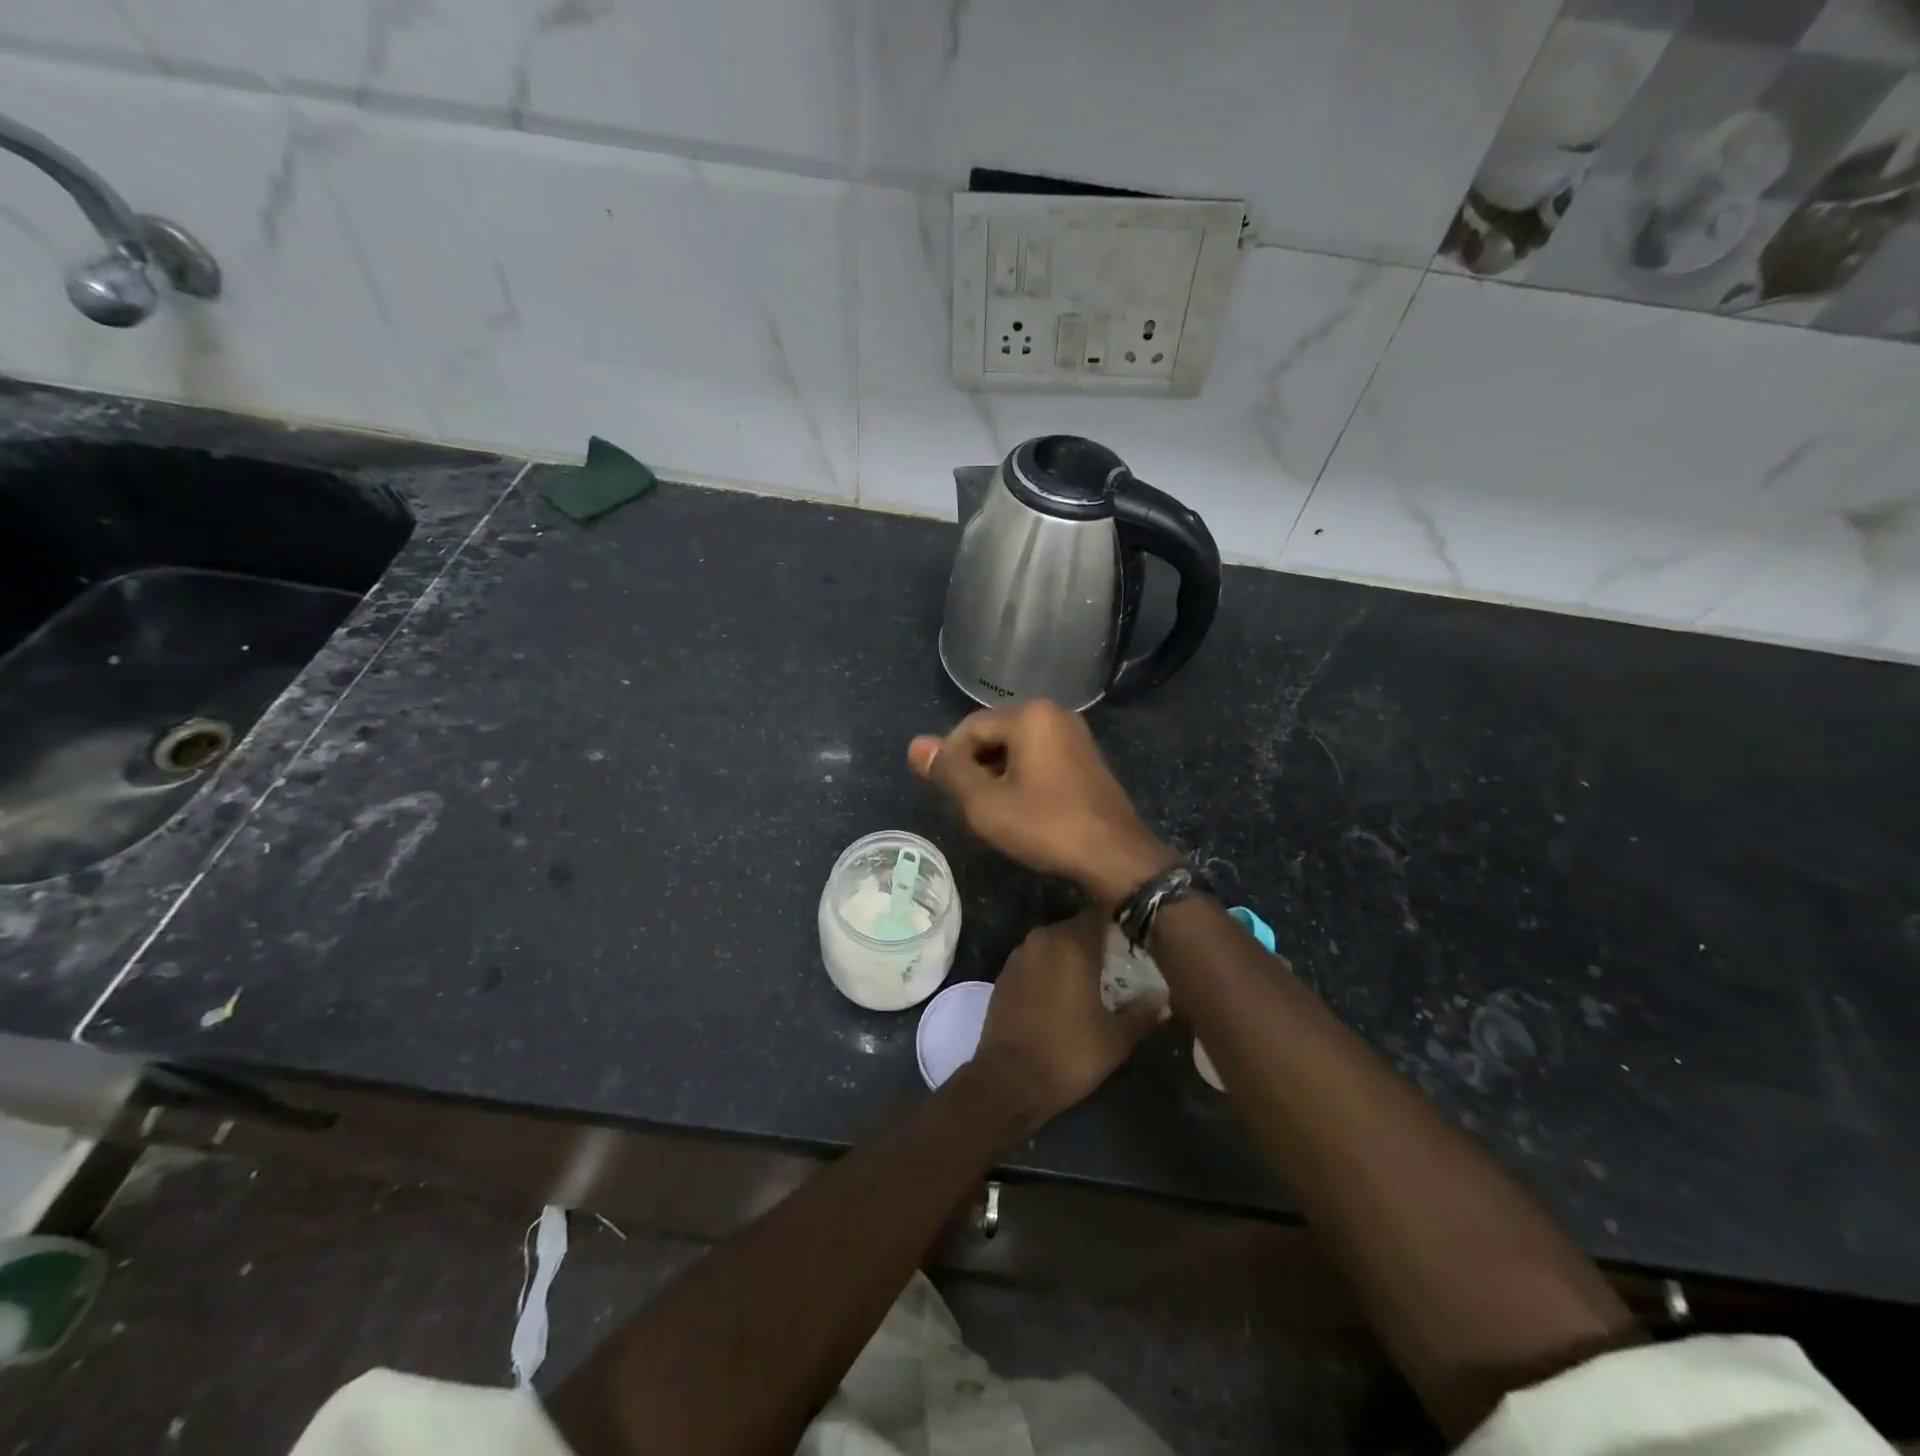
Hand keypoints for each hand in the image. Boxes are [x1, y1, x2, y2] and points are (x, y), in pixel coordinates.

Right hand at [909, 701, 1178, 905]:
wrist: (1115, 856)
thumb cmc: (1046, 826)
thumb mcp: (986, 803)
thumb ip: (949, 771)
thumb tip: (915, 745)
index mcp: (1029, 716)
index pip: (968, 728)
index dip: (950, 761)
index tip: (948, 797)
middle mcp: (1054, 714)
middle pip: (993, 735)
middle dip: (974, 768)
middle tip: (969, 807)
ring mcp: (1074, 735)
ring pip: (1016, 748)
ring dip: (996, 775)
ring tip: (992, 812)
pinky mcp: (1085, 758)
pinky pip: (1039, 757)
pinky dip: (1021, 778)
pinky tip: (1021, 809)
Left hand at [966, 911, 1165, 1137]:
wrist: (1009, 1080)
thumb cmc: (1069, 1054)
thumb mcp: (1117, 1039)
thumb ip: (1143, 1012)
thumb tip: (1163, 999)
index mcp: (1072, 943)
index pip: (1100, 913)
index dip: (1119, 923)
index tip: (1135, 940)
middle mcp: (1043, 938)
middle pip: (1076, 926)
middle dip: (1096, 941)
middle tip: (1118, 964)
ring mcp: (1019, 954)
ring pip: (1054, 942)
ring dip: (1071, 954)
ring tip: (1092, 979)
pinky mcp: (1004, 973)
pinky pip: (1035, 959)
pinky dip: (1049, 968)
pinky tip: (1061, 992)